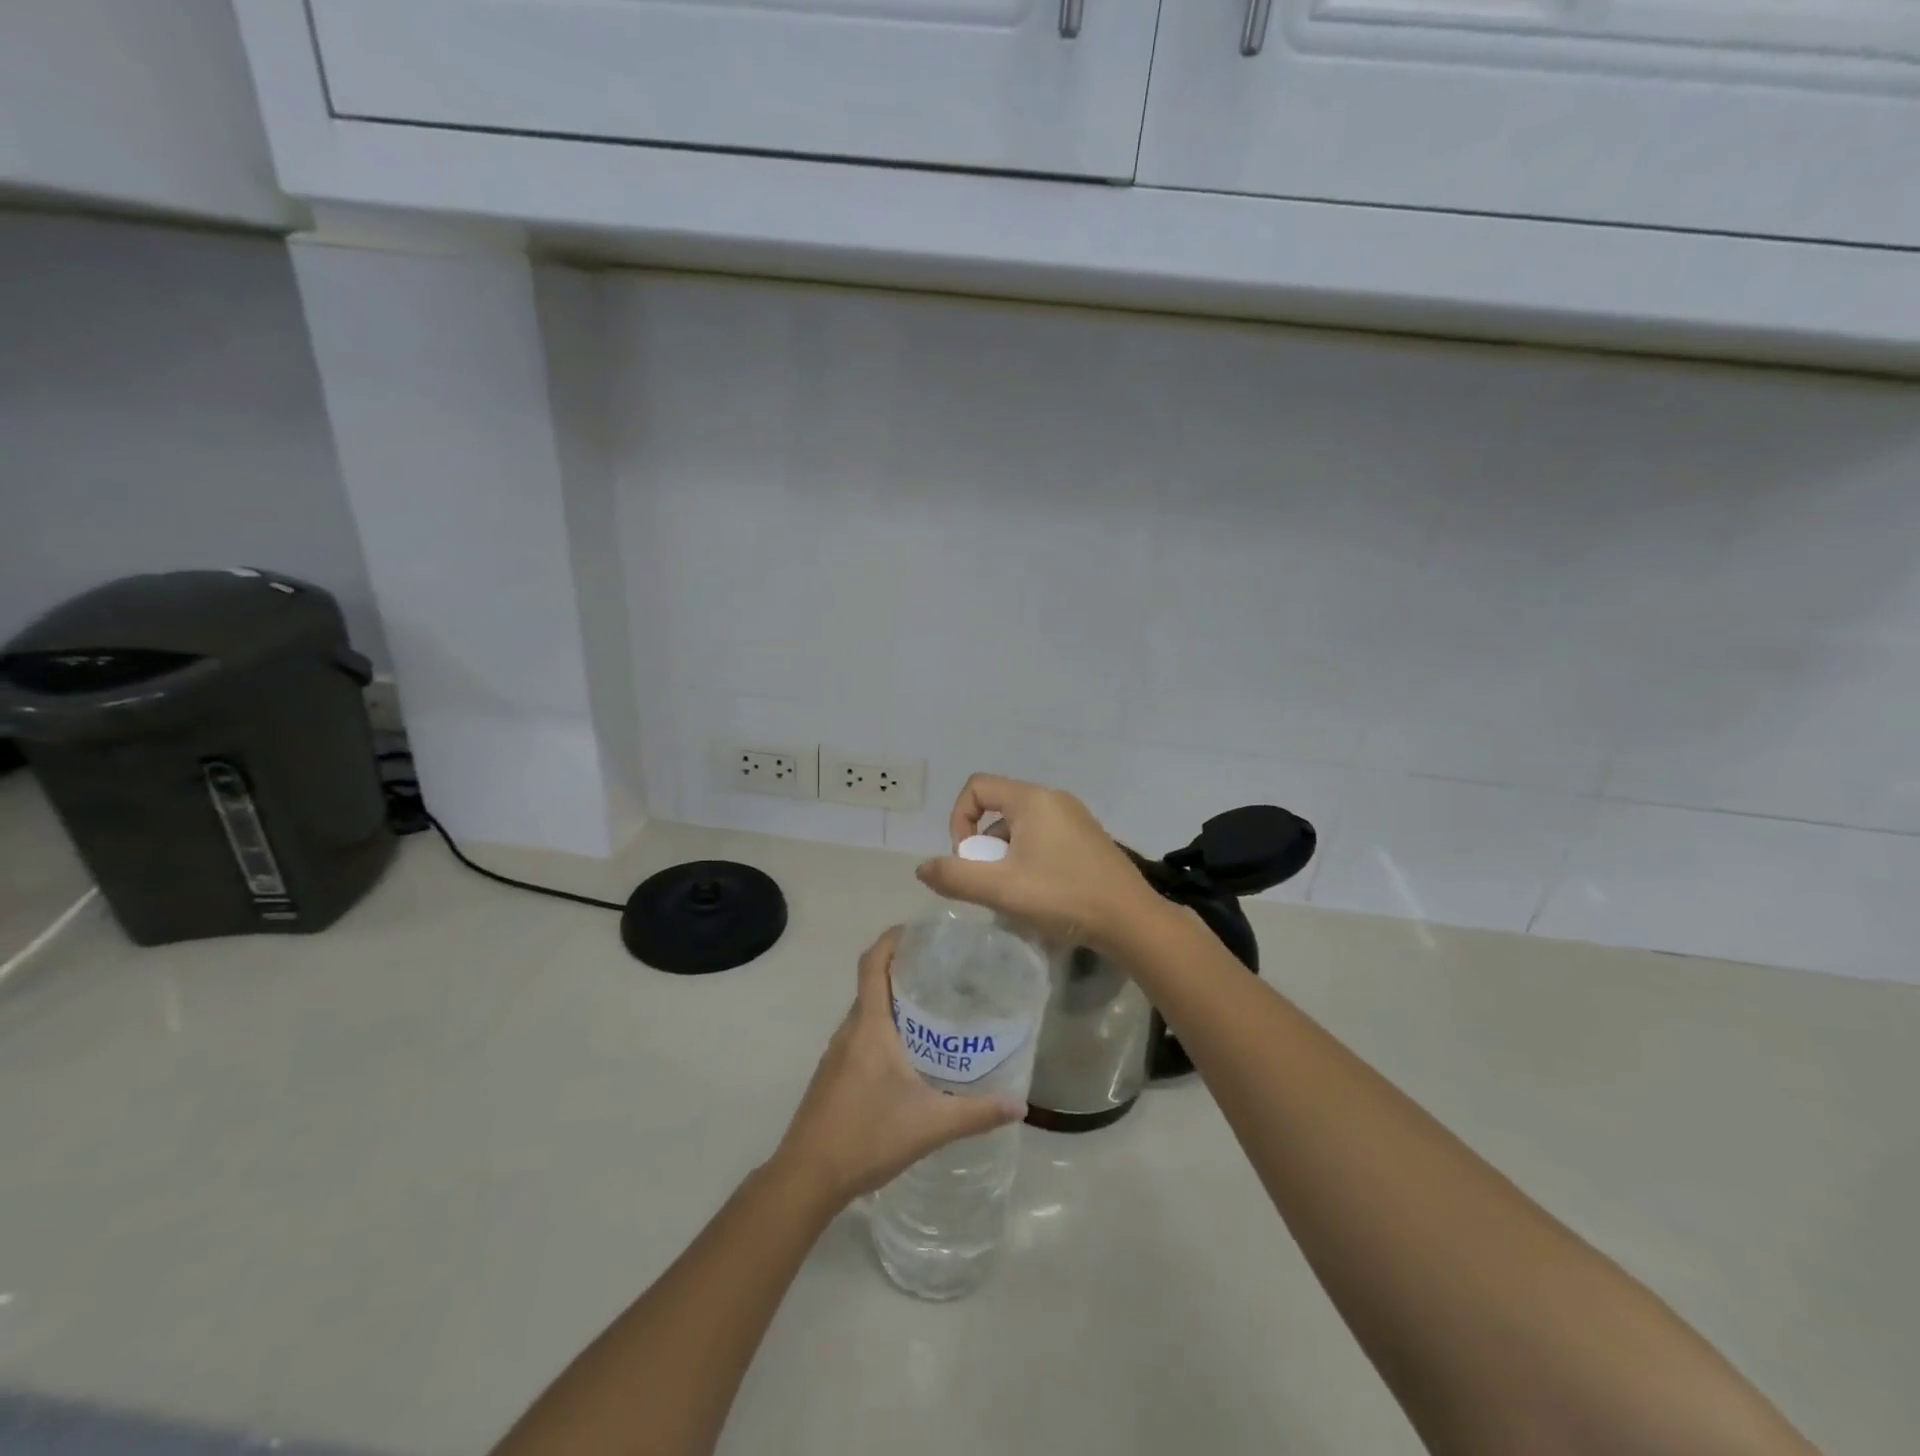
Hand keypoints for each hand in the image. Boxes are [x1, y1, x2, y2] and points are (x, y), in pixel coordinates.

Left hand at [770, 927, 1022, 1209]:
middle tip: (944, 970)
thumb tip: (1019, 1104)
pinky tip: (909, 1054)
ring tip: (933, 1007)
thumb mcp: (930, 1125)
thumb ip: (976, 1113)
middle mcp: (849, 1031)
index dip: (891, 939)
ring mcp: (836, 1054)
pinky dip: (883, 1028)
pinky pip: (860, 1035)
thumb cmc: (866, 1137)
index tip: (918, 929)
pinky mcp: (833, 1075)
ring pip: (866, 1012)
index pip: (872, 964)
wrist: (806, 1178)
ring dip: (893, 1001)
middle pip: (872, 984)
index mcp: (868, 1027)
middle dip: (903, 969)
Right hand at [914, 774, 1163, 953]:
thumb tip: (922, 868)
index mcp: (1032, 799)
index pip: (977, 787)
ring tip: (1014, 892)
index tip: (967, 857)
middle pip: (998, 808)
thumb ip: (956, 876)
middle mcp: (1054, 799)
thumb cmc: (1063, 896)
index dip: (959, 819)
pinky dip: (1028, 858)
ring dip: (1005, 854)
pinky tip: (1039, 893)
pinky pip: (1043, 837)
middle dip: (984, 844)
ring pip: (1020, 826)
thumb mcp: (1001, 889)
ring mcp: (1074, 818)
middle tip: (991, 881)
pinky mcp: (1087, 838)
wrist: (1131, 920)